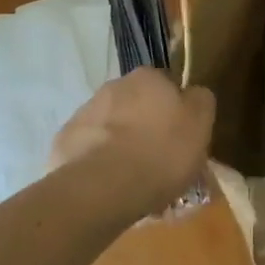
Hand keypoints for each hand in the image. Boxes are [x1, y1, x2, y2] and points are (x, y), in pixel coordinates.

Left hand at [48, 69, 215, 220]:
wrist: (102, 188)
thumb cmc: (161, 152)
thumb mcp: (200, 124)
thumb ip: (201, 100)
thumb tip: (193, 94)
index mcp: (147, 77)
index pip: (167, 84)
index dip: (176, 110)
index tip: (181, 137)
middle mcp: (114, 85)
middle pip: (137, 105)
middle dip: (146, 126)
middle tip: (158, 160)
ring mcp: (85, 113)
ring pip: (111, 127)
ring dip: (121, 144)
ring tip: (132, 180)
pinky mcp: (64, 142)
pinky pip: (89, 150)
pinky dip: (99, 163)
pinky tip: (108, 187)